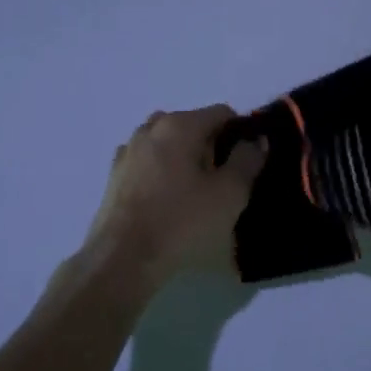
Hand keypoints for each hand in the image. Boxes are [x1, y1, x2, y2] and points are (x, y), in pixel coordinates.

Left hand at [86, 106, 267, 284]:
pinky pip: (147, 162)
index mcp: (180, 125)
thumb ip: (247, 160)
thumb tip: (255, 139)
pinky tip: (166, 198)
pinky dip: (161, 170)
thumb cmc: (181, 222)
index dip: (241, 133)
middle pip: (192, 125)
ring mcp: (128, 150)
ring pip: (167, 142)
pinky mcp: (115, 175)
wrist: (122, 257)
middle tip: (223, 180)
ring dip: (184, 157)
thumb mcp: (229, 194)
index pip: (222, 113)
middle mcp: (150, 128)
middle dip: (211, 145)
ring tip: (194, 191)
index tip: (247, 162)